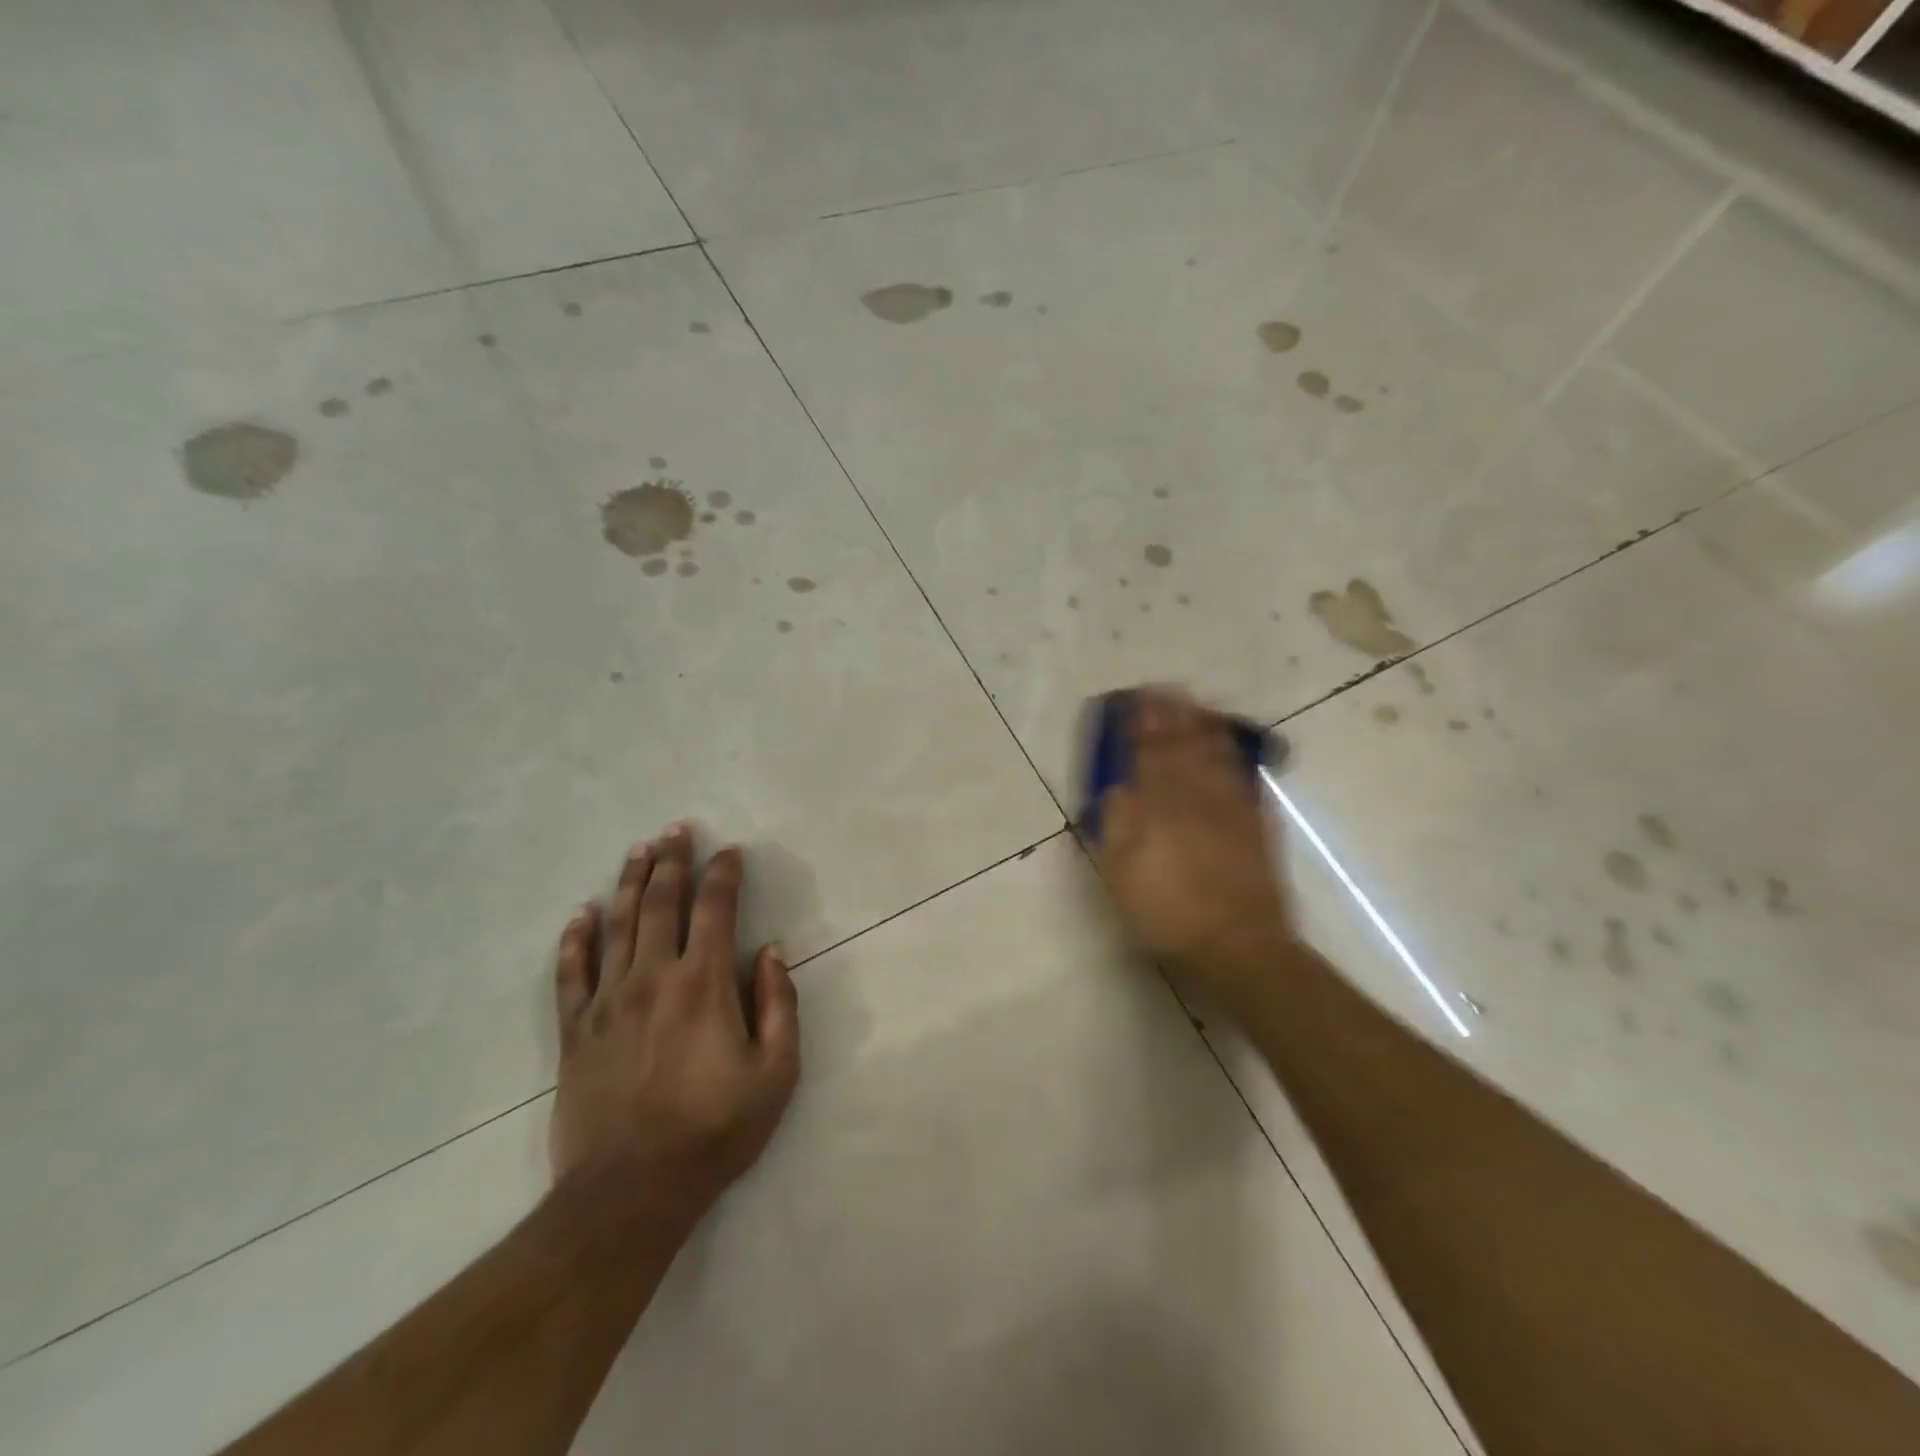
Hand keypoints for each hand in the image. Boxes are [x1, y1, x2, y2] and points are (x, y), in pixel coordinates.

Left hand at [549, 825, 799, 1219]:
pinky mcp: (574, 1031)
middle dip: (672, 861)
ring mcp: (608, 1001)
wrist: (630, 1192)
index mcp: (703, 984)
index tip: (731, 852)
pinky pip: (570, 973)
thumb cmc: (714, 1130)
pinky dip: (575, 939)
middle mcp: (653, 977)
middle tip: (676, 830)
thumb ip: (779, 1004)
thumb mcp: (776, 1072)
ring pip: (617, 925)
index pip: (715, 909)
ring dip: (629, 883)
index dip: (724, 874)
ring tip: (638, 850)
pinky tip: (581, 914)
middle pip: (661, 903)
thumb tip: (770, 952)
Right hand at [1093, 688, 1296, 1009]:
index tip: (1135, 699)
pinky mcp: (1256, 825)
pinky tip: (1228, 743)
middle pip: (1181, 747)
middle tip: (1164, 688)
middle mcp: (1194, 798)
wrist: (1237, 944)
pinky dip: (1232, 754)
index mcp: (1158, 808)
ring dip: (1202, 725)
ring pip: (1214, 755)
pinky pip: (1242, 776)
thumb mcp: (1121, 874)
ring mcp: (1230, 809)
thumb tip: (1118, 789)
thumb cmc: (1167, 913)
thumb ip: (1117, 825)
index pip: (1147, 755)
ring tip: (1194, 704)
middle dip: (1171, 715)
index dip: (1141, 726)